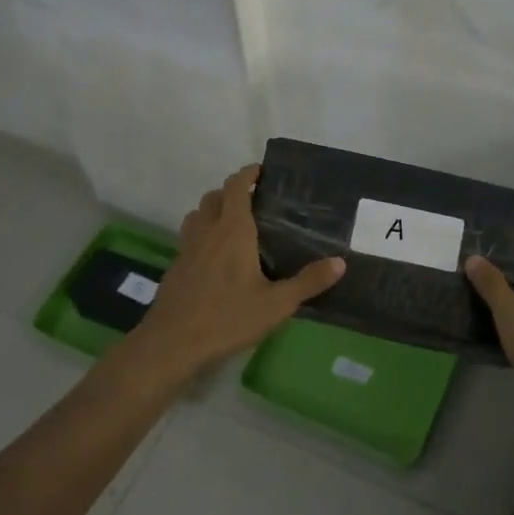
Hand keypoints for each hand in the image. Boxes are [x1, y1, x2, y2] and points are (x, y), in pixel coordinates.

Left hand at [134, 164, 344, 373]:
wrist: (172, 343)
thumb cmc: (227, 318)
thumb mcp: (277, 304)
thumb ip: (308, 282)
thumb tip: (341, 262)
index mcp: (232, 231)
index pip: (236, 187)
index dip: (248, 173)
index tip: (261, 170)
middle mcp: (207, 232)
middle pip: (214, 197)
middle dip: (231, 191)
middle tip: (254, 201)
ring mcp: (186, 249)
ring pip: (197, 216)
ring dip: (212, 211)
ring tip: (232, 224)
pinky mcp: (175, 268)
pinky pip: (189, 239)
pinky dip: (202, 235)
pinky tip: (215, 259)